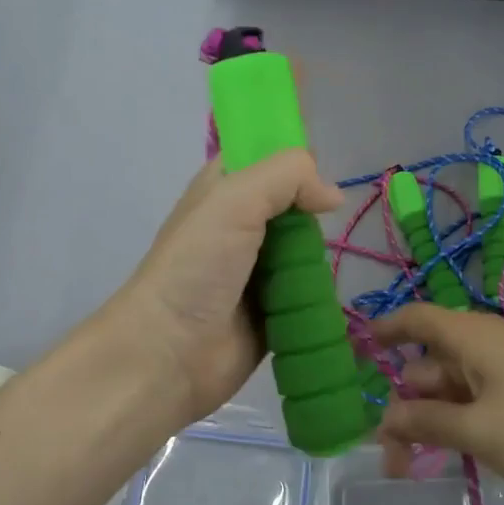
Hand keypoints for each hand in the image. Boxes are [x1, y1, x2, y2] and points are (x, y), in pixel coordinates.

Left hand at [110, 150, 343, 425]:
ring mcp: (259, 269)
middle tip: (328, 218)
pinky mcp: (274, 309)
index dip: (293, 151)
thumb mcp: (234, 201)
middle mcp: (242, 223)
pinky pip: (310, 290)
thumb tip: (333, 196)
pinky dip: (321, 291)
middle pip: (295, 202)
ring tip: (322, 263)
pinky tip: (331, 293)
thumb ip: (287, 177)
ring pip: (307, 247)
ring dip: (319, 254)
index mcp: (225, 188)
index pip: (264, 152)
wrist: (170, 353)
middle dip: (314, 208)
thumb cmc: (196, 267)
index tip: (322, 161)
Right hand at [371, 304, 503, 504]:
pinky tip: (445, 458)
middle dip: (403, 405)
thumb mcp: (478, 431)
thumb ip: (425, 422)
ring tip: (408, 468)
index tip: (354, 352)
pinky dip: (453, 427)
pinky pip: (473, 405)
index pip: (416, 319)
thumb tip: (384, 419)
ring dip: (426, 424)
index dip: (383, 331)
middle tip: (387, 455)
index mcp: (473, 336)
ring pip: (449, 391)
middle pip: (427, 366)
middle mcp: (485, 347)